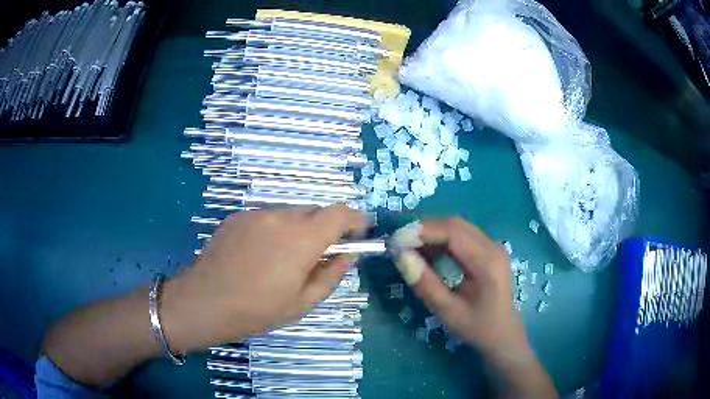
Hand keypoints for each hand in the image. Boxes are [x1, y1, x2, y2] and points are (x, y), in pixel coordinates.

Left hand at [162, 205, 367, 352]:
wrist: (204, 301)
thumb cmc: (257, 310)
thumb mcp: (302, 302)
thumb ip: (331, 275)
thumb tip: (349, 254)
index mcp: (301, 239)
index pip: (339, 214)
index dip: (355, 219)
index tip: (361, 230)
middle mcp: (280, 217)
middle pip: (314, 211)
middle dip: (325, 228)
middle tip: (320, 254)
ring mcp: (255, 214)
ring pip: (290, 213)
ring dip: (299, 229)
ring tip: (285, 259)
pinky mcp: (237, 217)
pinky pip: (267, 217)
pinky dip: (275, 229)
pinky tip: (261, 255)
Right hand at [394, 218, 522, 353]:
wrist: (502, 332)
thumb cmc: (476, 327)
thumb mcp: (447, 311)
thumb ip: (425, 284)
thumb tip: (401, 256)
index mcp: (487, 263)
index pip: (453, 233)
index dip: (423, 231)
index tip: (396, 241)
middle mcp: (493, 247)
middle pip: (455, 225)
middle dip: (425, 230)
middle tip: (399, 245)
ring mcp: (492, 246)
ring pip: (457, 227)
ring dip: (432, 234)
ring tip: (410, 249)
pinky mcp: (488, 249)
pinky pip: (461, 235)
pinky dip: (441, 240)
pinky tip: (428, 254)